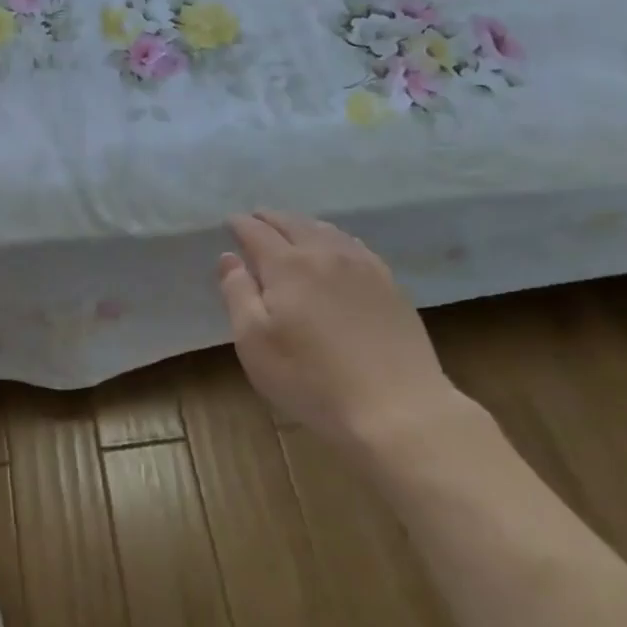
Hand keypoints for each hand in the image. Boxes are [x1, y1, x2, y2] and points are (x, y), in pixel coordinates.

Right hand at [217, 210, 462, 445]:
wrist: (397, 408)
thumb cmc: (312, 379)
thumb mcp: (254, 342)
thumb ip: (237, 294)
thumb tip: (229, 257)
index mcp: (287, 265)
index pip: (257, 232)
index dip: (241, 224)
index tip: (230, 221)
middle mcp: (325, 253)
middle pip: (293, 223)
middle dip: (270, 218)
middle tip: (256, 218)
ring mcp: (362, 266)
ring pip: (326, 230)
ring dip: (302, 224)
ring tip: (291, 228)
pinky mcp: (389, 284)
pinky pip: (354, 246)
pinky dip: (334, 238)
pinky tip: (335, 249)